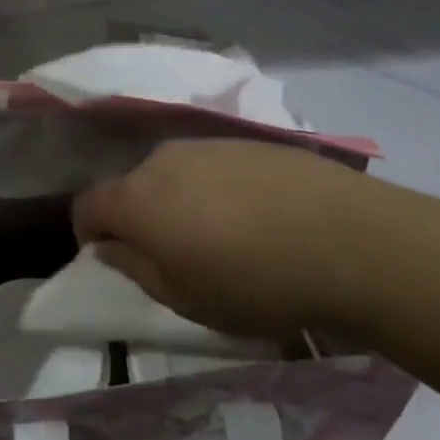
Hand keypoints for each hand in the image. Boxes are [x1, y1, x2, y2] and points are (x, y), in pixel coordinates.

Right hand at [72, 139, 386, 339]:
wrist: (352, 240)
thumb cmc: (256, 283)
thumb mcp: (185, 298)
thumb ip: (134, 268)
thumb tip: (108, 246)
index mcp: (137, 200)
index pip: (87, 205)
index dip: (89, 233)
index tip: (111, 258)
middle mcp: (163, 160)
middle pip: (130, 186)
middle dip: (137, 218)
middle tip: (172, 255)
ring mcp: (208, 145)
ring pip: (172, 173)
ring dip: (177, 201)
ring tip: (218, 237)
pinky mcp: (247, 141)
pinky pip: (211, 165)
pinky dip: (214, 189)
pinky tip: (254, 217)